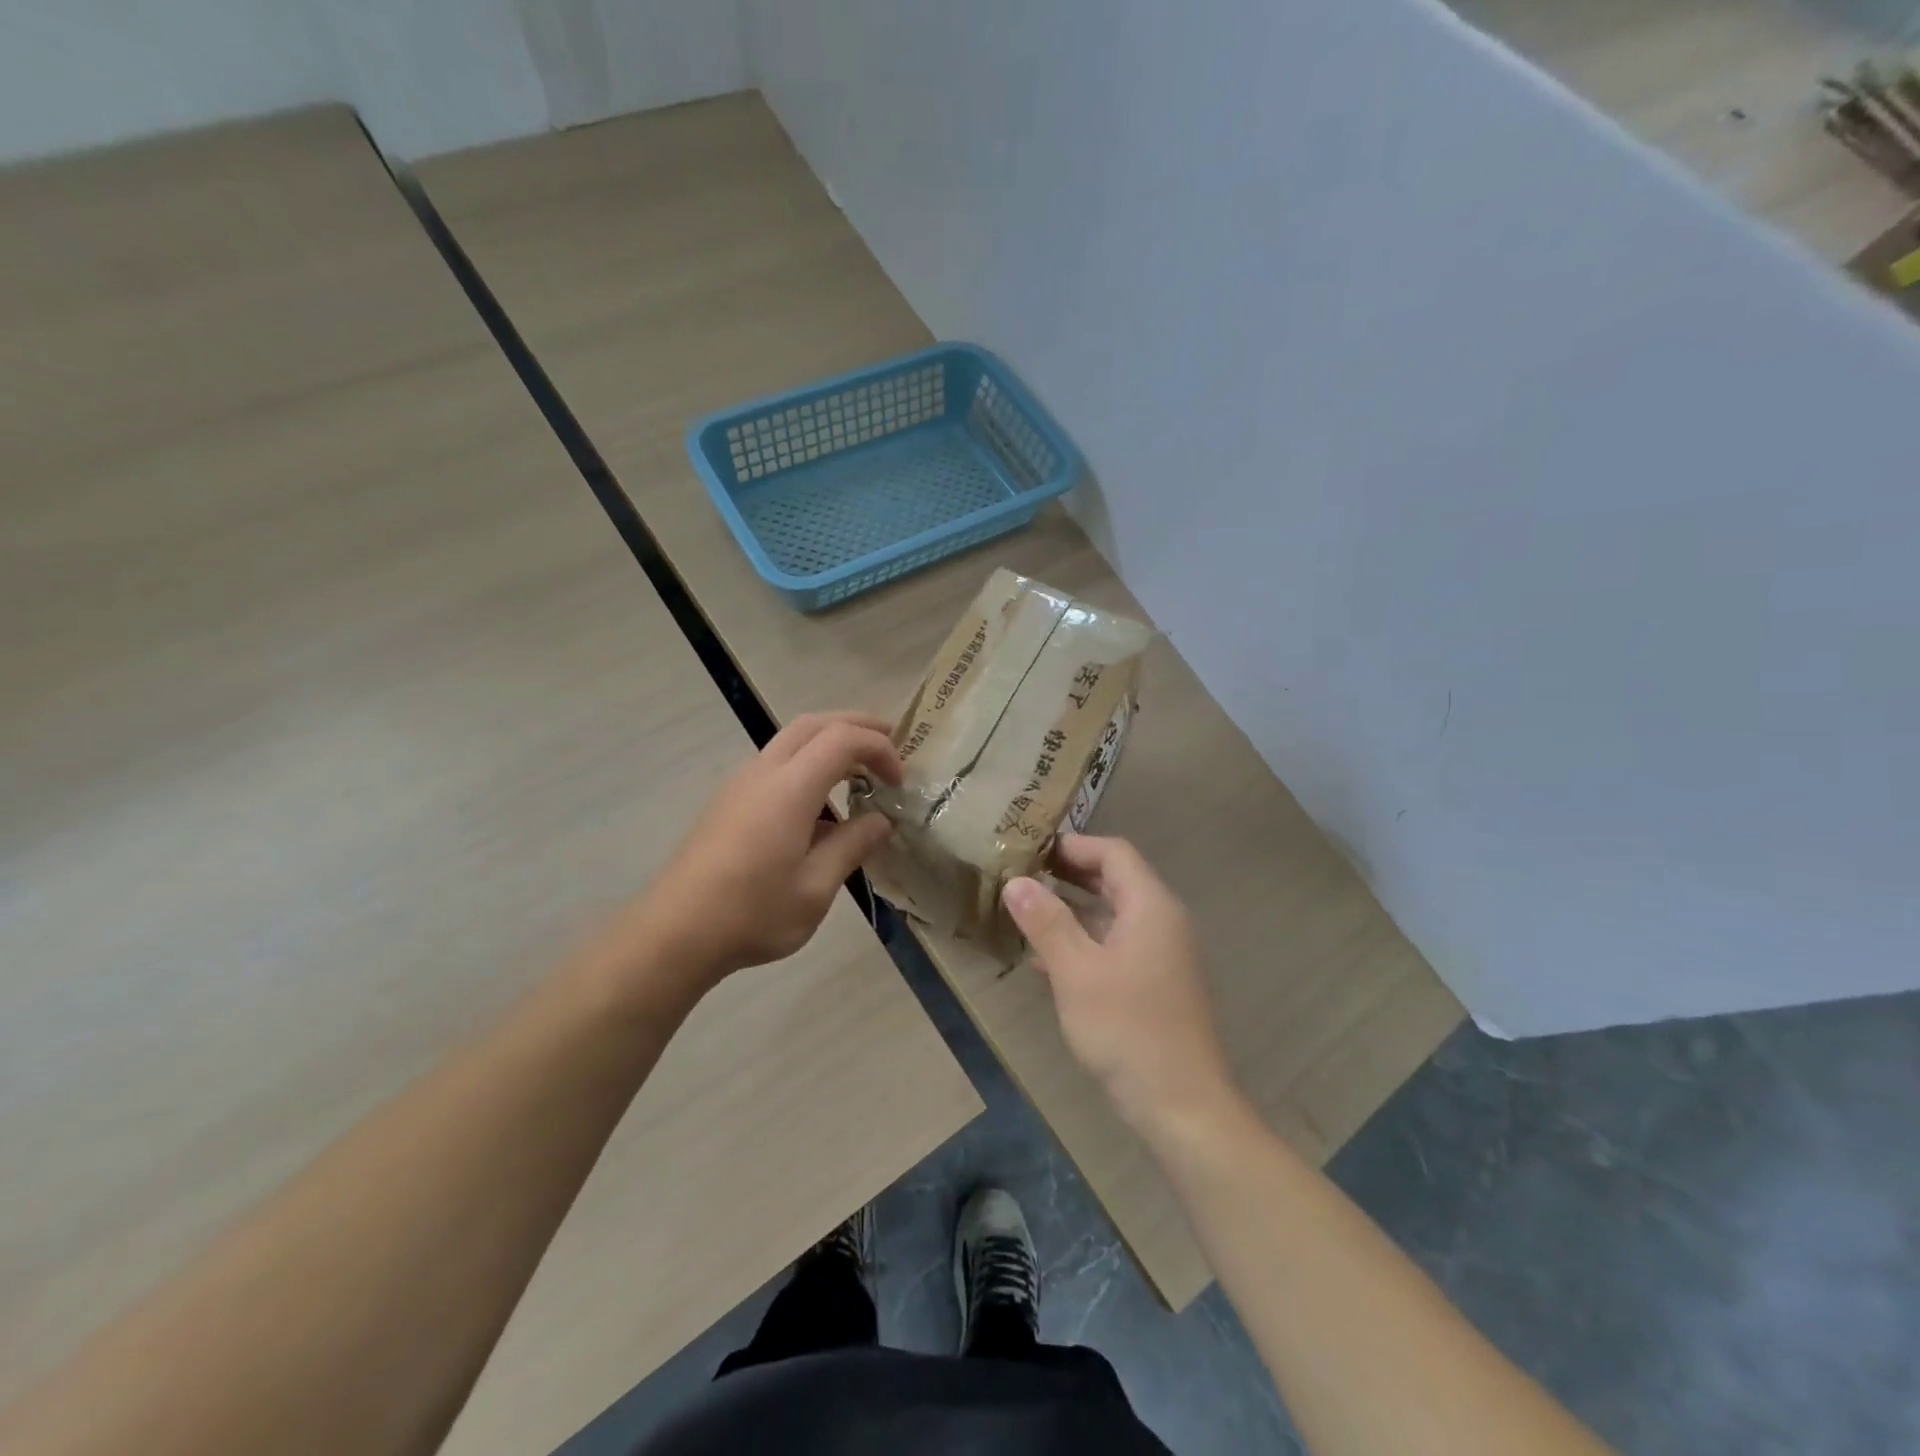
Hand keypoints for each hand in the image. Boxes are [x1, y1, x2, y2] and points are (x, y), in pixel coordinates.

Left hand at [603, 712, 901, 1002]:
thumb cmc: (751, 913)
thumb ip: (852, 846)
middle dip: (856, 725)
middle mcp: (763, 772)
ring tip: (860, 772)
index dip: (879, 750)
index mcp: (789, 788)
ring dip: (830, 742)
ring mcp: (741, 783)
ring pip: (791, 738)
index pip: (843, 739)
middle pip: (815, 723)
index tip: (899, 783)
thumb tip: (881, 821)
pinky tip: (820, 804)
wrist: (674, 933)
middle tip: (890, 746)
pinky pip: (776, 762)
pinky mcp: (729, 800)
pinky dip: (808, 761)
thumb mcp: (815, 888)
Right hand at [1003, 835, 1237, 1134]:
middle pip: (1116, 881)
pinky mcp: (1157, 985)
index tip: (1032, 848)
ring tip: (1028, 912)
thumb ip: (1046, 922)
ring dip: (1074, 909)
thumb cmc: (1127, 1030)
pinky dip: (1086, 942)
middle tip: (1024, 874)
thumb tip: (1016, 881)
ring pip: (1115, 915)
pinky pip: (1118, 946)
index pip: (1114, 853)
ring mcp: (1164, 955)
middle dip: (1070, 874)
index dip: (1074, 845)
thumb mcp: (1076, 972)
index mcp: (1151, 907)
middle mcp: (1163, 922)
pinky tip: (1048, 962)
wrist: (1183, 1106)